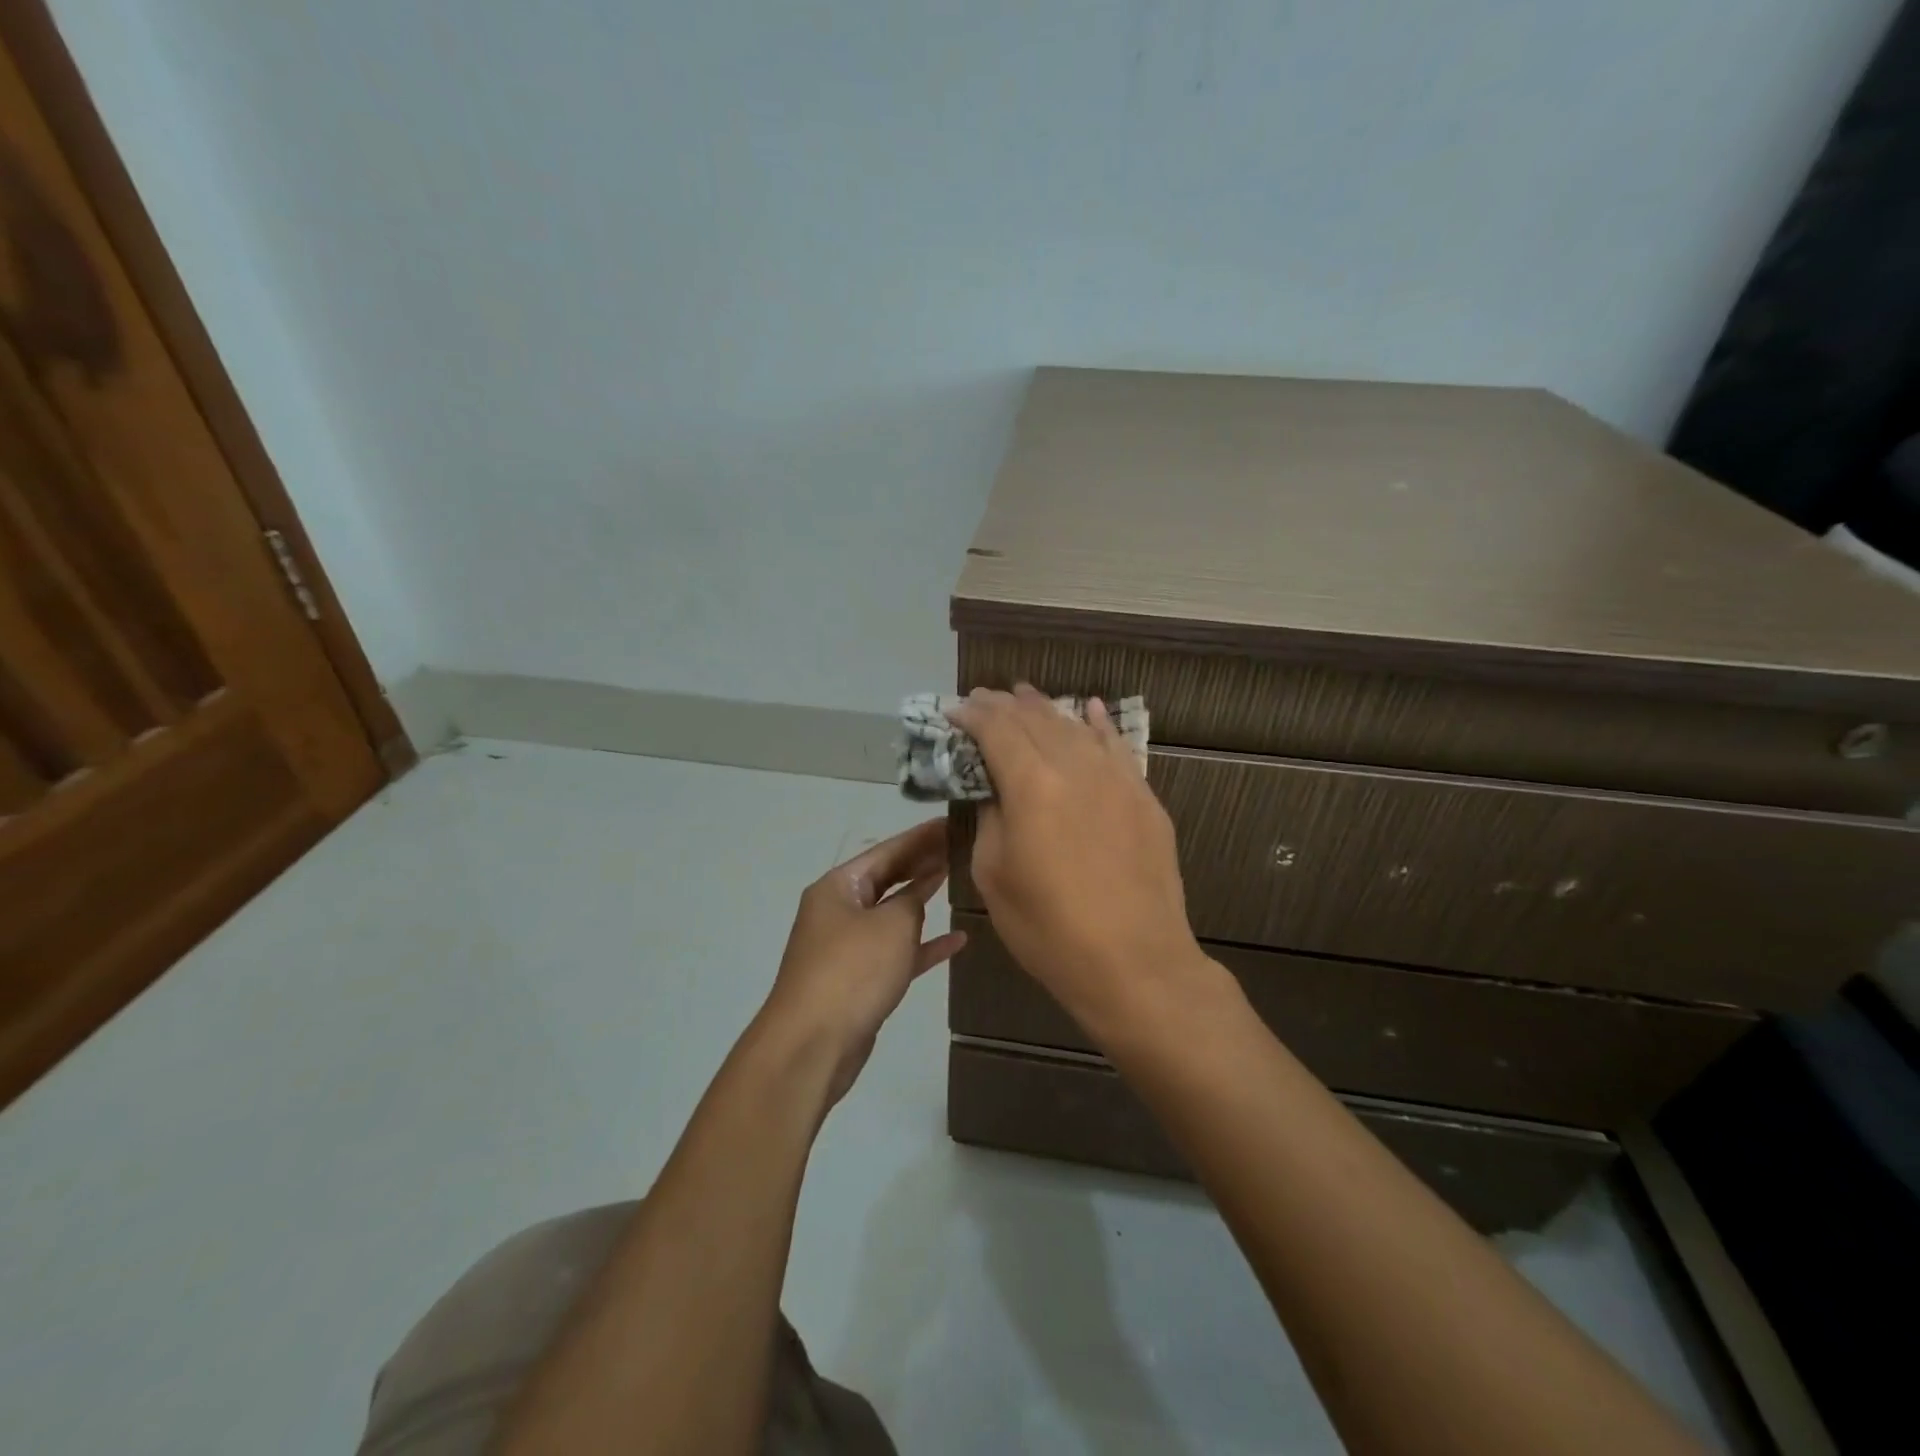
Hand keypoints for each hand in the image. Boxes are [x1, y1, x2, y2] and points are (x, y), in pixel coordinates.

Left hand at [759, 818, 966, 1105]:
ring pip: (892, 915)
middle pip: (888, 879)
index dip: (922, 837)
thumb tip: (920, 891)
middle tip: (962, 848)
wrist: (812, 1045)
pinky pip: (896, 952)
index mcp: (838, 887)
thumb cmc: (852, 972)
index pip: (887, 851)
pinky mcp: (859, 979)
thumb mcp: (891, 926)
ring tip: (958, 882)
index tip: (953, 823)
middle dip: (923, 864)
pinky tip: (957, 941)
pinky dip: (923, 946)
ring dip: (923, 902)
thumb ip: (913, 901)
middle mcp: (839, 910)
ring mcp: (847, 946)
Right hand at [949, 685, 1208, 1043]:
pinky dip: (1099, 724)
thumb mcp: (994, 876)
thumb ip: (990, 820)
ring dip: (1046, 709)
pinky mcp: (1144, 798)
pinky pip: (1118, 747)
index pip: (997, 731)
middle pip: (1036, 720)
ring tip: (1025, 695)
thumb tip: (996, 792)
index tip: (955, 709)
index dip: (973, 715)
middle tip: (984, 698)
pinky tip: (1089, 709)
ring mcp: (1117, 779)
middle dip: (1006, 705)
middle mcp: (1075, 767)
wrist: (1135, 963)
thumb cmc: (1050, 929)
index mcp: (1032, 785)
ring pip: (1076, 727)